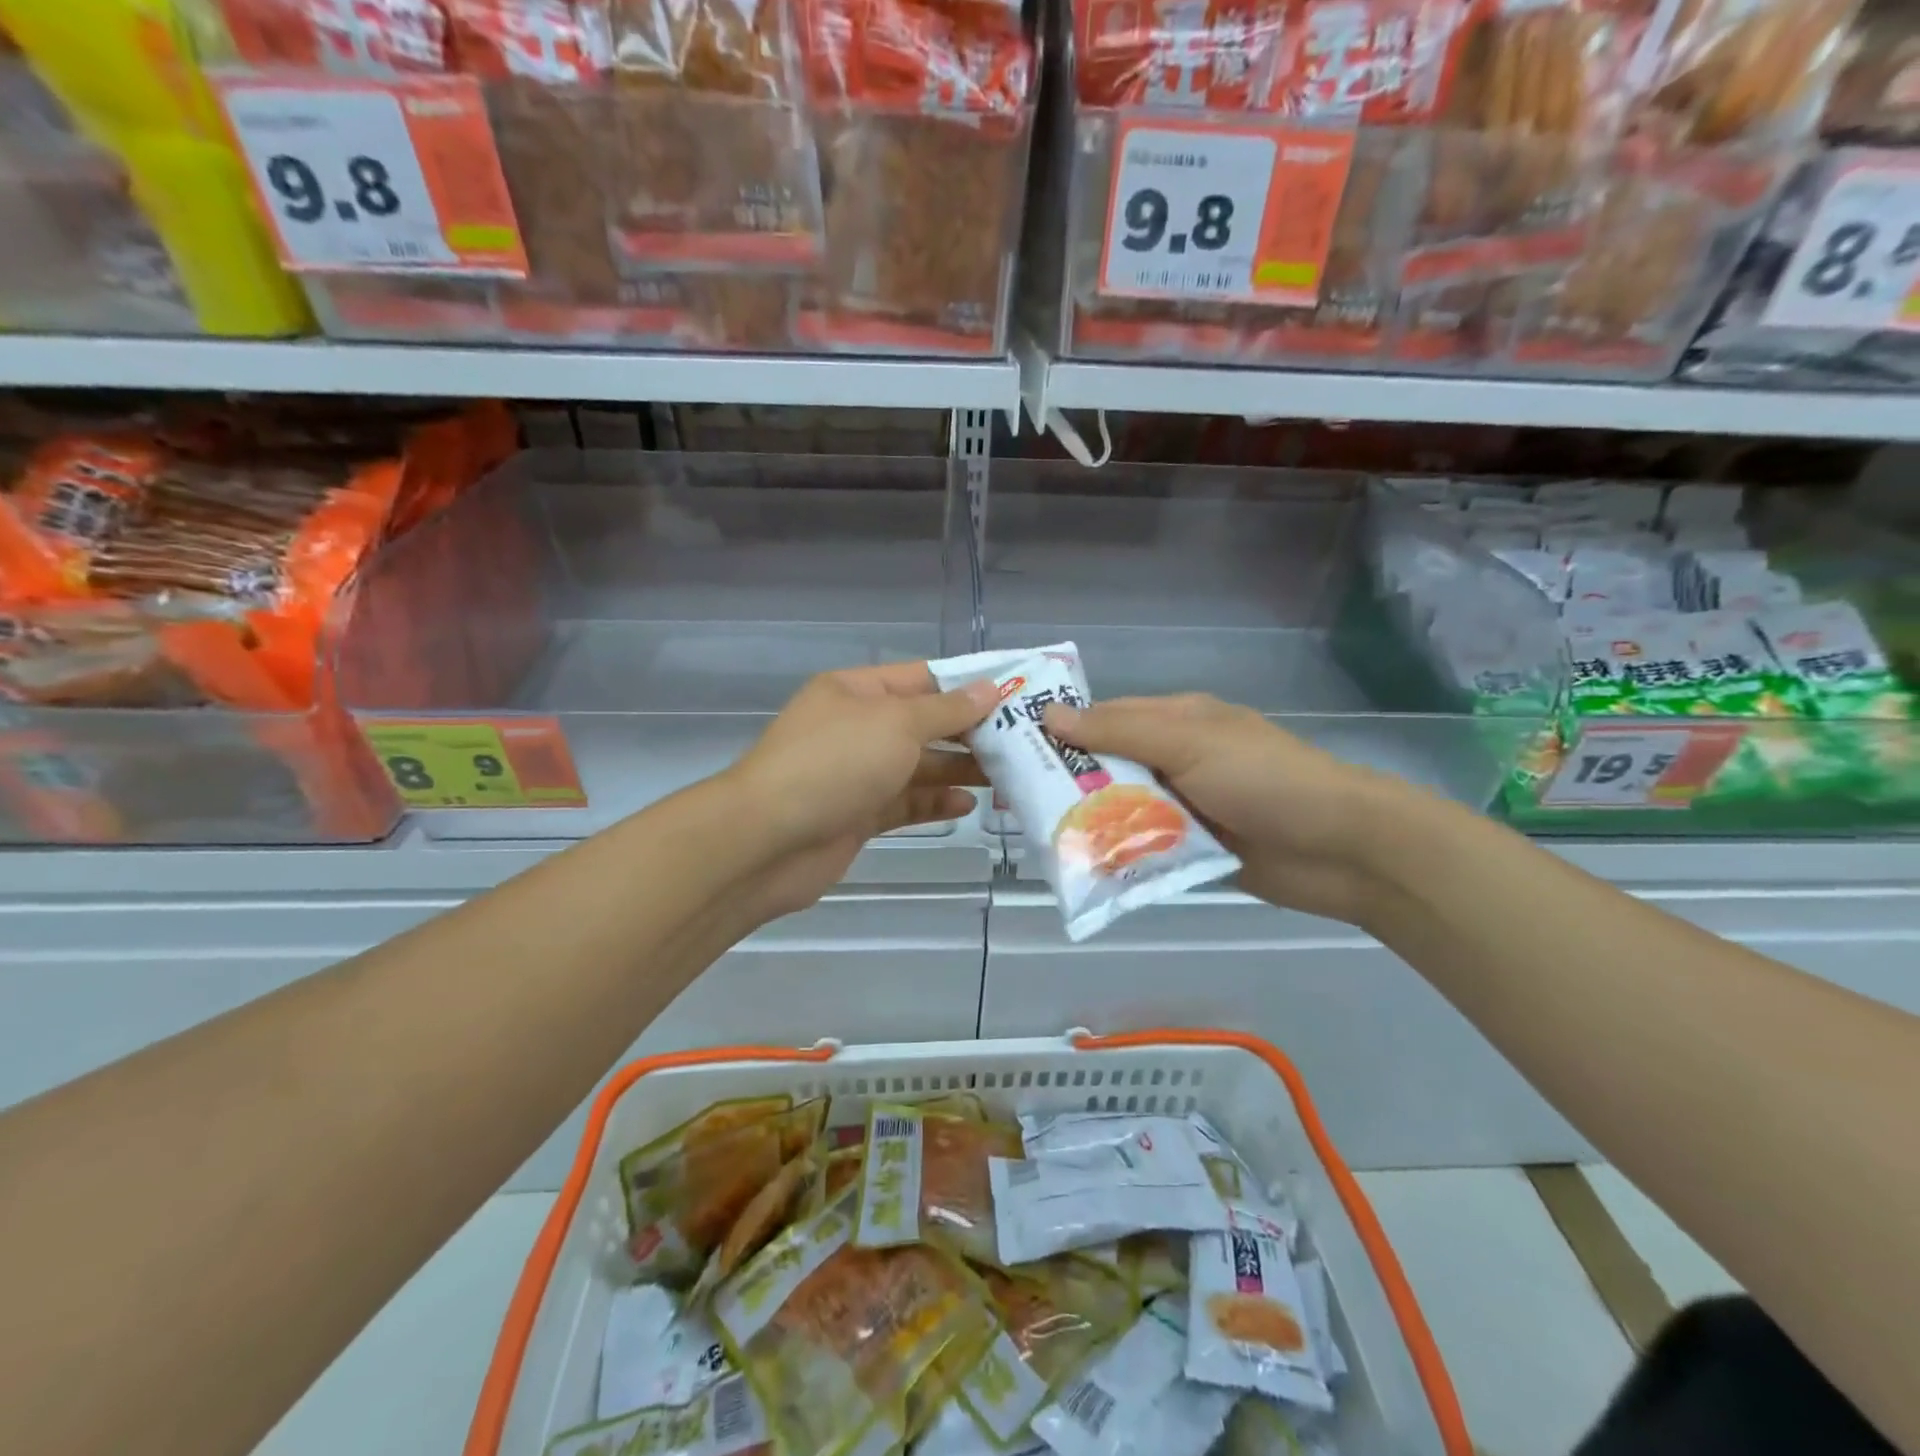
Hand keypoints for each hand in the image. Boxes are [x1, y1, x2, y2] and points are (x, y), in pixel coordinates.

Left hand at [722, 661, 997, 921]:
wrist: (768, 840)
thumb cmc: (835, 763)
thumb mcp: (897, 724)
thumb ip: (946, 710)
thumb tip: (991, 688)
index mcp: (856, 691)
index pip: (921, 679)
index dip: (967, 685)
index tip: (1015, 694)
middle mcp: (857, 728)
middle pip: (923, 725)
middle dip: (969, 732)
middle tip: (1022, 742)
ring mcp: (856, 774)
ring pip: (918, 766)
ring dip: (959, 770)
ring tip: (1008, 776)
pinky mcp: (859, 815)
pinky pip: (905, 802)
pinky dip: (935, 803)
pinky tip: (969, 805)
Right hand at [1044, 693, 1410, 923]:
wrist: (1340, 849)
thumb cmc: (1263, 779)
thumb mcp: (1188, 743)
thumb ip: (1119, 732)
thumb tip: (1049, 715)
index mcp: (1177, 720)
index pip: (1105, 718)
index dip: (1061, 731)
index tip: (1011, 749)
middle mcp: (1176, 758)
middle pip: (1109, 765)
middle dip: (1067, 780)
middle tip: (1010, 799)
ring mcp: (1184, 805)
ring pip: (1122, 807)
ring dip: (1088, 818)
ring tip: (1034, 834)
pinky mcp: (1190, 847)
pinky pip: (1142, 844)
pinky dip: (1116, 851)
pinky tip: (1078, 862)